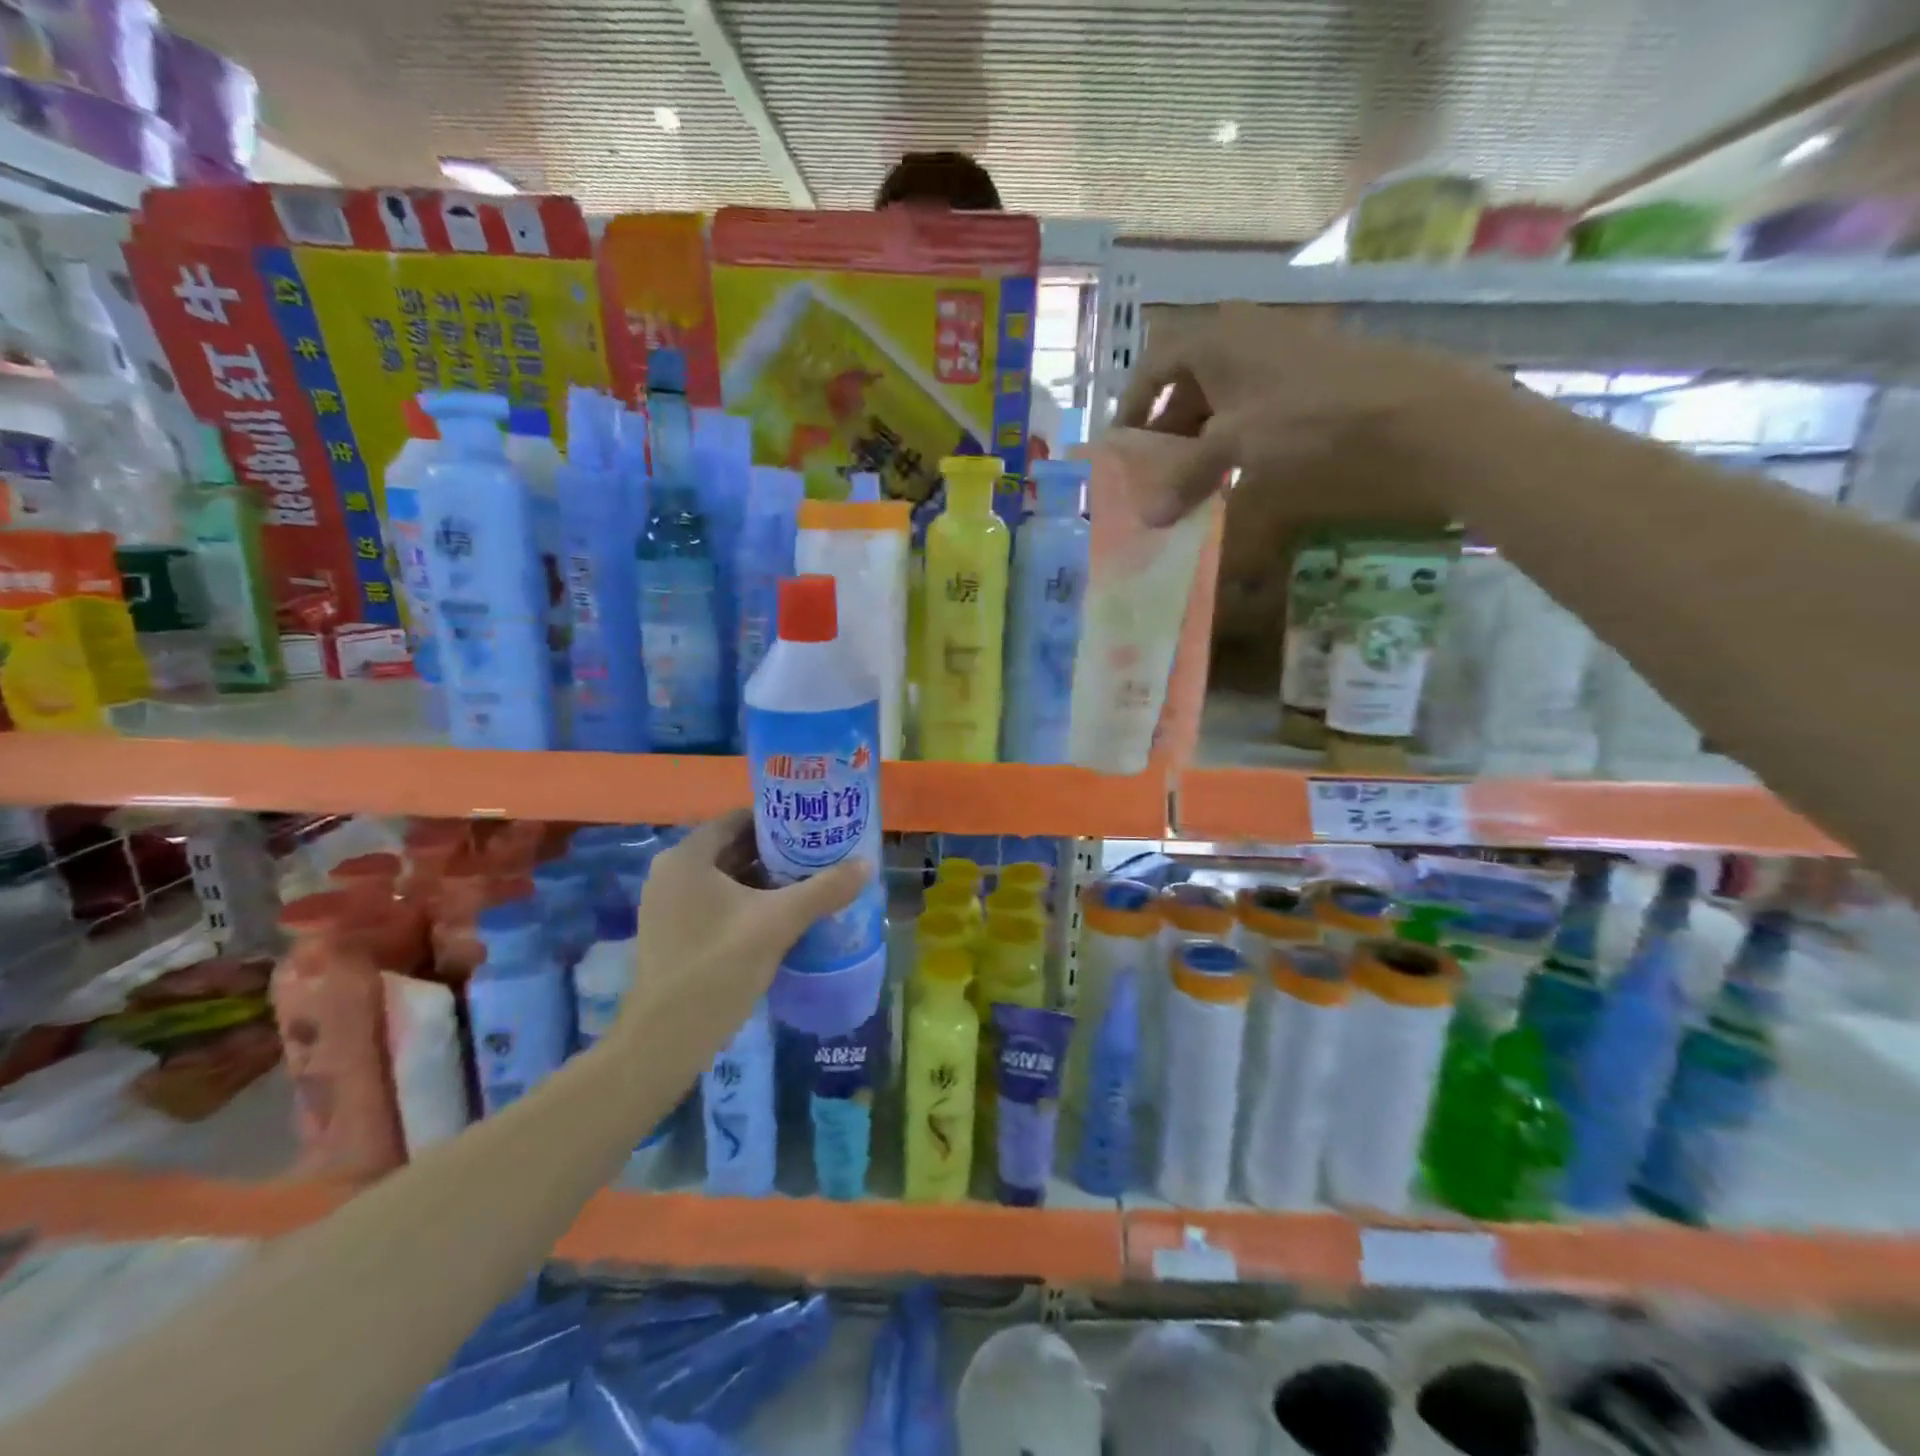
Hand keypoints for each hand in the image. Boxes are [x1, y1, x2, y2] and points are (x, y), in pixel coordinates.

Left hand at [622, 809, 867, 1044]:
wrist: (665, 1041)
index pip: (740, 818)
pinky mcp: (673, 933)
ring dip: (766, 879)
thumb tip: (866, 864)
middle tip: (820, 855)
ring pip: (727, 879)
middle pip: (733, 848)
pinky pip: (717, 903)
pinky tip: (782, 917)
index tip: (815, 826)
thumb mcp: (778, 923)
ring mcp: (668, 905)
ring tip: (810, 883)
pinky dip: (748, 903)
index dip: (780, 819)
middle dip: (777, 852)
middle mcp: (671, 873)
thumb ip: (824, 890)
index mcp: (687, 857)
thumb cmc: (718, 967)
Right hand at [1102, 304, 1517, 687]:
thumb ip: (1187, 478)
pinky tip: (1238, 476)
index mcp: (1217, 339)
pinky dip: (1236, 442)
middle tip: (1155, 479)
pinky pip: (1254, 411)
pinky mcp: (1311, 382)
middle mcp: (1245, 339)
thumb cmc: (1312, 420)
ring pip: (1222, 401)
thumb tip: (1148, 518)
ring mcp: (1282, 359)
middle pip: (1187, 385)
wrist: (1419, 415)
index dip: (1132, 407)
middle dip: (1167, 433)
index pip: (1153, 365)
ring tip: (1192, 487)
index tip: (1122, 450)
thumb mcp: (1236, 446)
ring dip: (1201, 443)